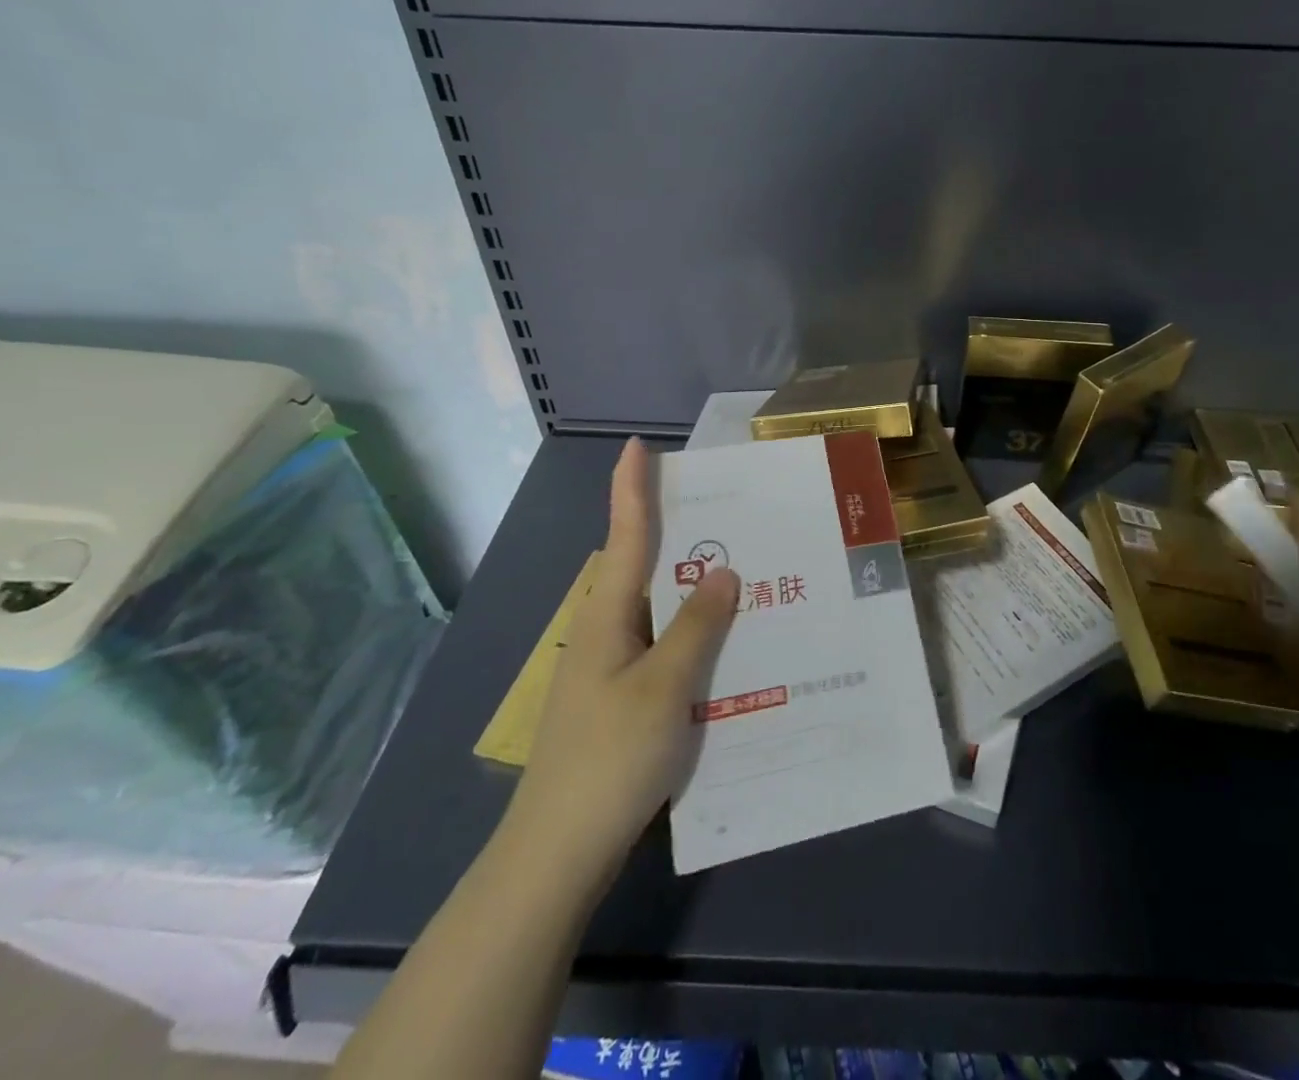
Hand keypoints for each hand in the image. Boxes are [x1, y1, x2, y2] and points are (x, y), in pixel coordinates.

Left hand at [510, 438, 738, 867]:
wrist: (557, 852)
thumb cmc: (610, 758)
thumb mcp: (666, 687)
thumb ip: (697, 625)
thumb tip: (725, 571)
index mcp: (607, 615)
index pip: (624, 536)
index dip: (631, 488)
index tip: (637, 446)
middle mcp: (604, 630)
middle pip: (641, 565)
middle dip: (676, 532)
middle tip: (728, 509)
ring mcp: (609, 667)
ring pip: (656, 609)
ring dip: (691, 586)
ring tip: (741, 568)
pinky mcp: (619, 698)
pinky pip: (661, 645)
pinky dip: (691, 631)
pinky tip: (725, 641)